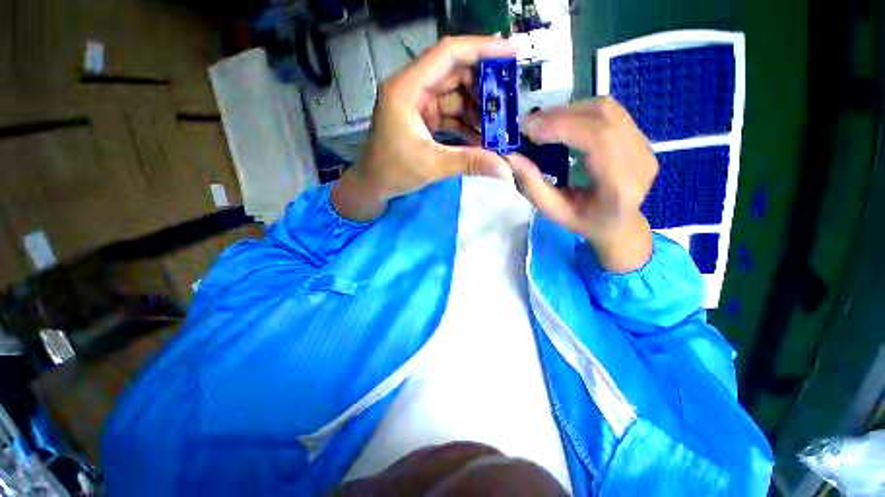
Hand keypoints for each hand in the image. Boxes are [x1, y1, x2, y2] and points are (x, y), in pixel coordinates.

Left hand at [333, 36, 515, 220]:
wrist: (373, 185)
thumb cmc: (392, 171)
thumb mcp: (432, 165)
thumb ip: (469, 163)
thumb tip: (505, 170)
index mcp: (407, 88)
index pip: (448, 53)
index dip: (481, 49)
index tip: (511, 54)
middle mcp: (412, 88)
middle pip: (454, 73)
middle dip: (483, 85)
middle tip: (509, 98)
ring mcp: (418, 104)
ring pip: (455, 95)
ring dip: (476, 108)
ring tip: (499, 124)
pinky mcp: (423, 119)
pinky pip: (450, 114)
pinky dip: (466, 124)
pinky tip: (482, 137)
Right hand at [506, 97, 657, 271]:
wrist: (619, 223)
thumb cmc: (585, 222)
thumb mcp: (554, 212)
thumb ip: (532, 187)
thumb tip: (511, 158)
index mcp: (621, 186)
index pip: (598, 140)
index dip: (562, 127)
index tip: (529, 129)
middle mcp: (640, 160)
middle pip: (603, 118)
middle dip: (561, 115)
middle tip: (529, 124)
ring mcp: (645, 145)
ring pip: (607, 109)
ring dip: (569, 110)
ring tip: (542, 122)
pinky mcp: (640, 136)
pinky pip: (610, 112)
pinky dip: (580, 112)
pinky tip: (561, 122)